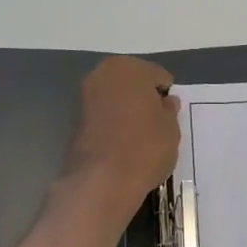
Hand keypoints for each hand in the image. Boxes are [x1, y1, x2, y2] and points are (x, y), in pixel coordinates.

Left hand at [61, 57, 180, 223]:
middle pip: (133, 83)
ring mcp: (85, 95)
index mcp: (129, 67)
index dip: (167, 96)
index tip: (171, 116)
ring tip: (141, 135)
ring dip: (128, 110)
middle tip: (157, 123)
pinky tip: (124, 142)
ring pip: (117, 99)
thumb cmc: (145, 146)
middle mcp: (103, 74)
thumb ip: (169, 110)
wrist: (103, 179)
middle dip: (144, 98)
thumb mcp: (171, 128)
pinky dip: (114, 123)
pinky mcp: (75, 119)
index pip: (158, 76)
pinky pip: (105, 115)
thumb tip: (166, 102)